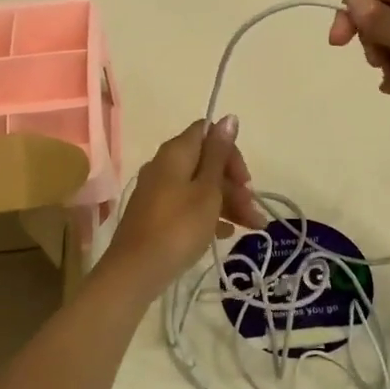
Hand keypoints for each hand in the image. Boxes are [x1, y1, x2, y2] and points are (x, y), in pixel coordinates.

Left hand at [100, 118, 265, 290]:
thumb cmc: (179, 226)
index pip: (208, 133)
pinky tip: (225, 235)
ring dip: (228, 202)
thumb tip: (228, 117)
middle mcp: (164, 165)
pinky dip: (209, 215)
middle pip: (206, 162)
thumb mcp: (207, 190)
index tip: (245, 180)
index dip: (231, 151)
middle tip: (253, 212)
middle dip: (234, 184)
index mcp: (175, 152)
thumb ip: (219, 154)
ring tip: (252, 228)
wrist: (136, 271)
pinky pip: (188, 205)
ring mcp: (158, 191)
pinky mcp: (156, 215)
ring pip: (200, 187)